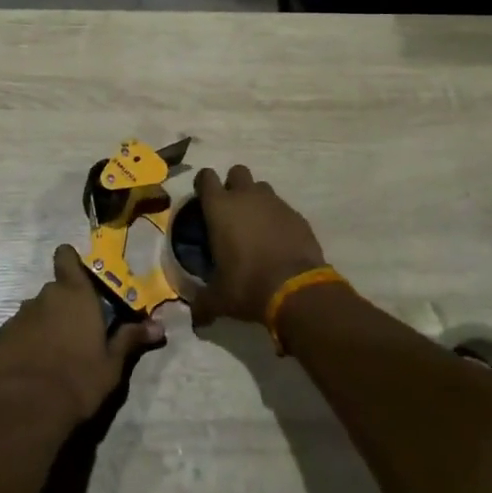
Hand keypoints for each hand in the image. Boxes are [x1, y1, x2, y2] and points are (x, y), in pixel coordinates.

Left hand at [0, 244, 162, 426]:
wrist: (28, 409)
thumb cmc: (79, 380)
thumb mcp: (113, 364)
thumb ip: (131, 339)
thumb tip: (159, 326)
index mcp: (75, 294)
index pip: (66, 257)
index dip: (70, 262)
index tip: (79, 278)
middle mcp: (45, 296)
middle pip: (55, 290)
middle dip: (65, 305)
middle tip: (79, 332)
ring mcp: (20, 316)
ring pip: (36, 311)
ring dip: (46, 324)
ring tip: (56, 353)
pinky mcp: (2, 337)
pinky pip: (19, 331)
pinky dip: (27, 342)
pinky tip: (34, 366)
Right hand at [186, 165, 326, 324]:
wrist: (296, 289)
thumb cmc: (247, 285)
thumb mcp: (219, 298)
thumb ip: (203, 304)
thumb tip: (195, 320)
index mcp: (220, 207)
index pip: (206, 177)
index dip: (203, 185)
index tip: (203, 200)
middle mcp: (246, 196)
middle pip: (237, 172)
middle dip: (233, 186)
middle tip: (231, 212)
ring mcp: (274, 202)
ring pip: (261, 187)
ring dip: (256, 200)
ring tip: (255, 226)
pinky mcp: (296, 215)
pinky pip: (282, 208)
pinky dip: (277, 218)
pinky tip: (277, 240)